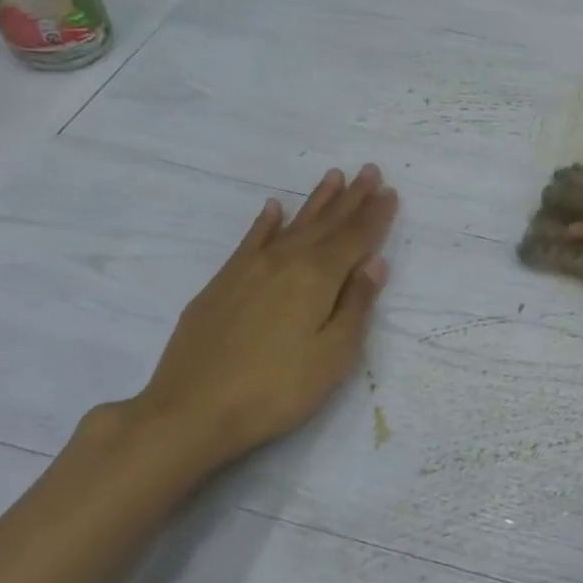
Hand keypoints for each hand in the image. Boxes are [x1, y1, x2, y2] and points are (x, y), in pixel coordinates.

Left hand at [112, 164, 398, 481]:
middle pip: (325, 224)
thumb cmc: (276, 390)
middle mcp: (284, 262)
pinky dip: (266, 222)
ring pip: (291, 226)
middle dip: (351, 198)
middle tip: (369, 170)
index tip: (391, 192)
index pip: (354, 239)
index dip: (375, 216)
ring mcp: (248, 270)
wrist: (191, 411)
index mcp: (316, 279)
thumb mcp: (333, 356)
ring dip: (316, 202)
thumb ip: (356, 305)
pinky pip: (250, 240)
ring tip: (333, 177)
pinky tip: (274, 208)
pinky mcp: (221, 284)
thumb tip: (375, 262)